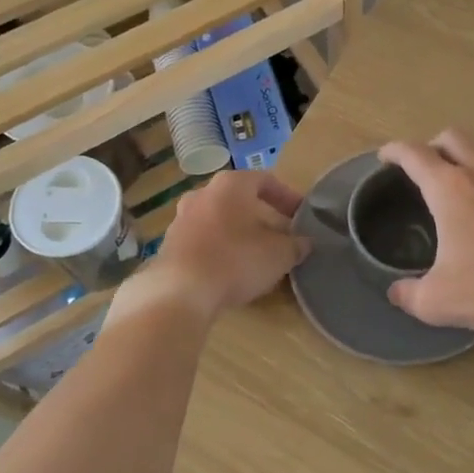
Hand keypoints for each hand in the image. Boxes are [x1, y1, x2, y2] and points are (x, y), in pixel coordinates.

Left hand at [140, 171, 309, 316]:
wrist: (179, 292)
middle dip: (263, 215)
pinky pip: (203, 239)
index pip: (266, 180)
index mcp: (231, 184)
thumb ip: (296, 245)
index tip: (301, 215)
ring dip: (239, 232)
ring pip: (220, 218)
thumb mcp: (279, 254)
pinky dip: (220, 247)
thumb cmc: (236, 260)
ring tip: (256, 254)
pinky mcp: (169, 244)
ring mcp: (181, 218)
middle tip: (281, 234)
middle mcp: (203, 193)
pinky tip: (230, 269)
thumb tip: (304, 243)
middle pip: (240, 199)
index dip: (288, 197)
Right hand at [378, 130, 473, 336]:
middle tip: (423, 168)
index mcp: (450, 188)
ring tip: (460, 186)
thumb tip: (396, 292)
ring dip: (466, 159)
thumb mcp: (439, 301)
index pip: (414, 154)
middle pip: (451, 137)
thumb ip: (409, 294)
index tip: (385, 157)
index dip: (394, 151)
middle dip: (432, 146)